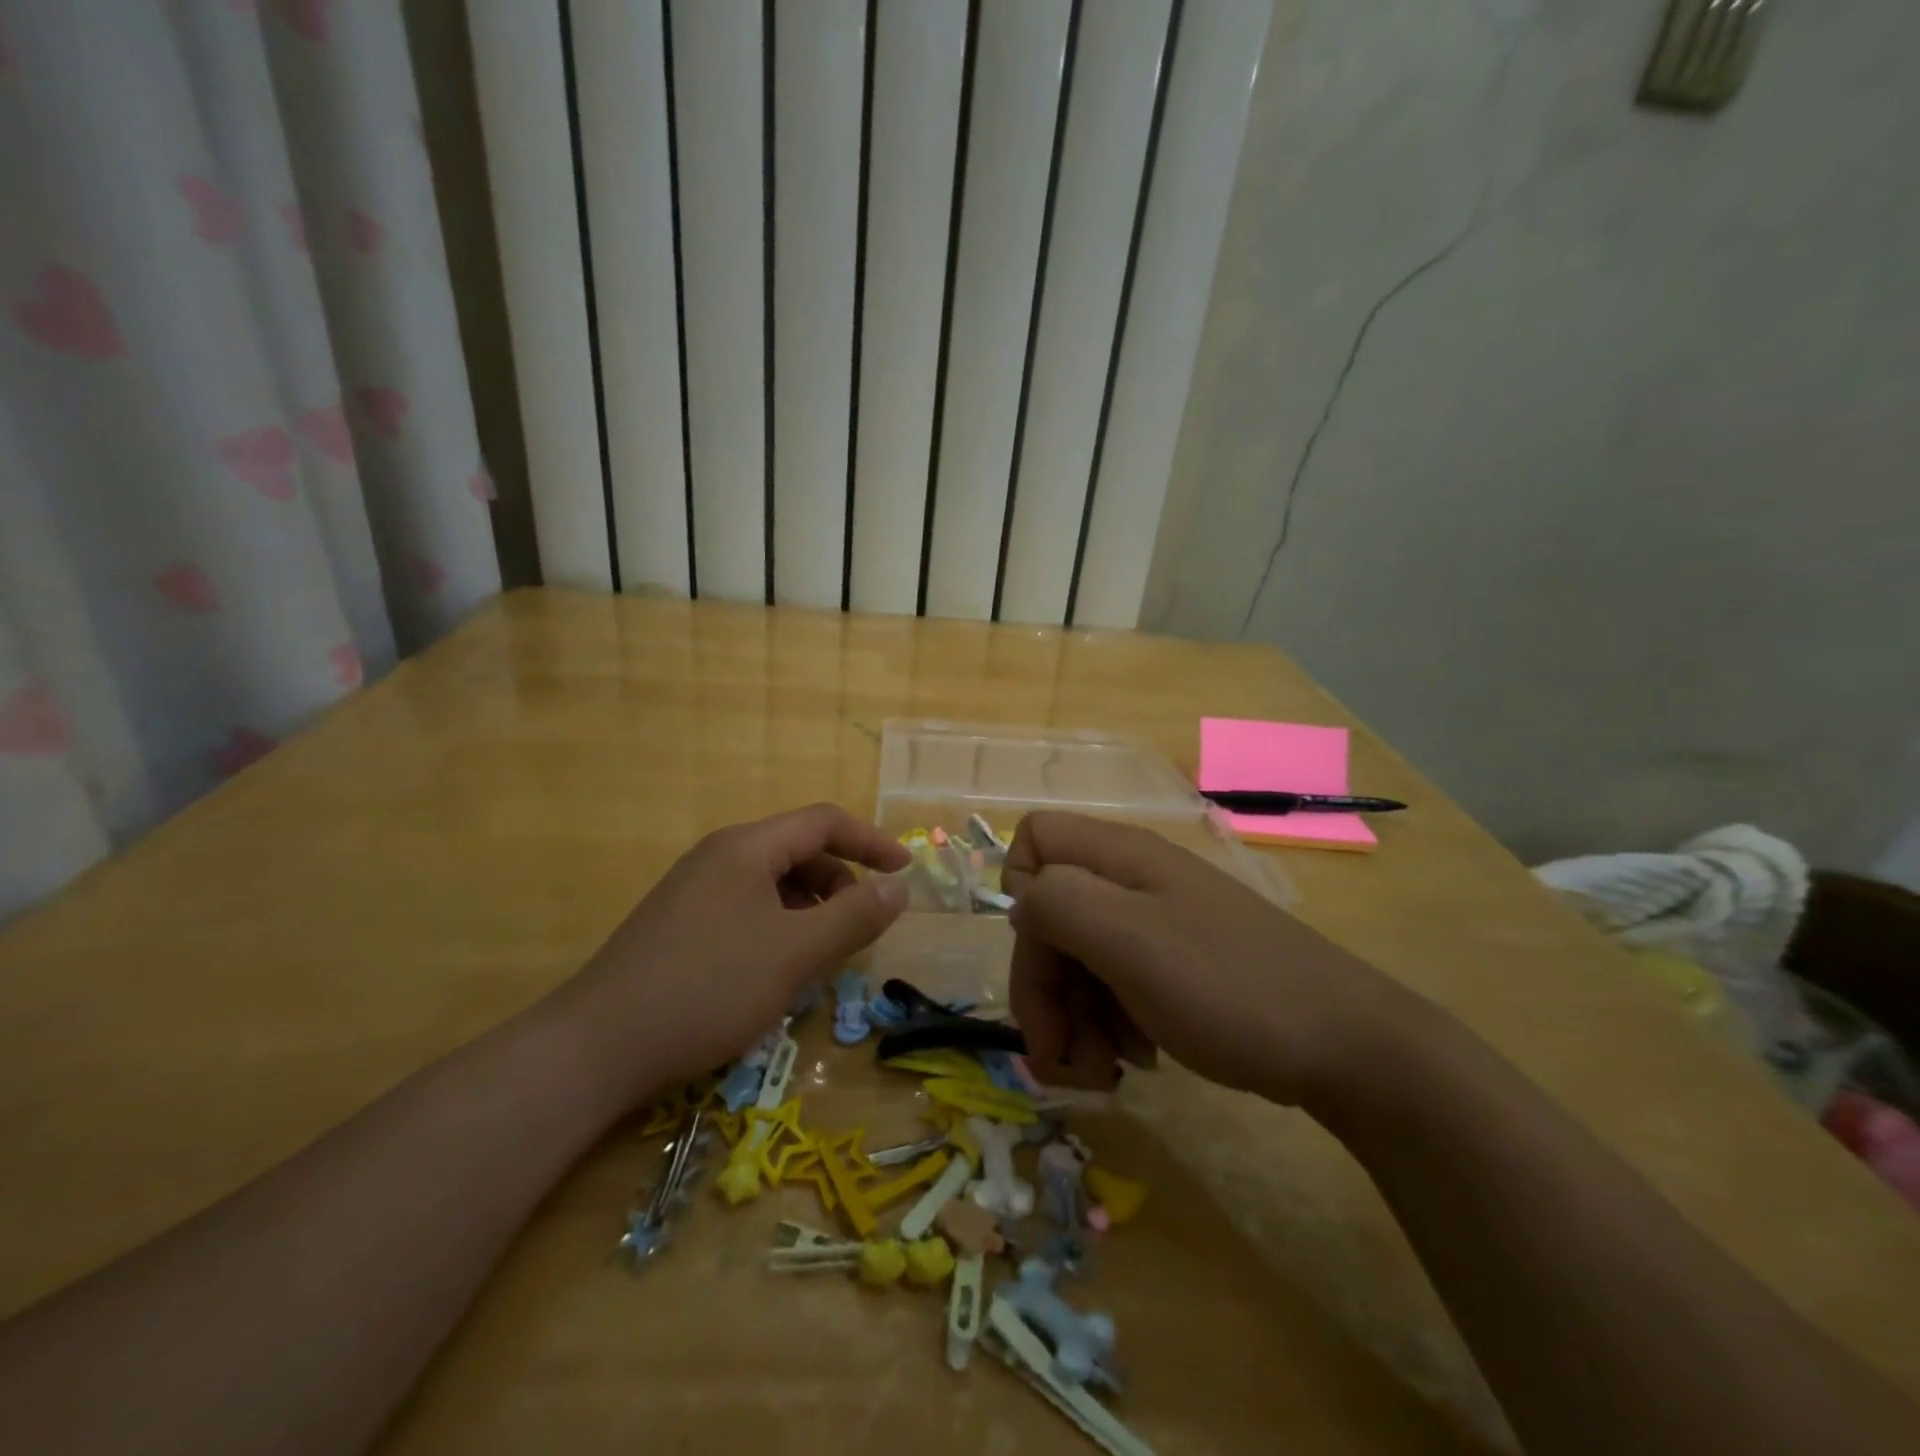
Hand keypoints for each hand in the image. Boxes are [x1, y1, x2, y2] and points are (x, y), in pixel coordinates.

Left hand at [550, 804, 910, 1106]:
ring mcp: (695, 889)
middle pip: (798, 850)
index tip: (905, 872)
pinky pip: (747, 908)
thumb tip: (899, 887)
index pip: (824, 822)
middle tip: (860, 928)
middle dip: (840, 882)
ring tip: (822, 955)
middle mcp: (720, 856)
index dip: (871, 841)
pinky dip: (779, 926)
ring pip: (772, 883)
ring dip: (810, 908)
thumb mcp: (795, 953)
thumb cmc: (708, 987)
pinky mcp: (680, 923)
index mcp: (747, 847)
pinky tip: (777, 969)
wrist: (598, 1046)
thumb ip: (854, 916)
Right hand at [1004, 811, 1414, 1106]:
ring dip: (1075, 1016)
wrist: (1345, 1046)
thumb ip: (1056, 904)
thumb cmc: (1227, 986)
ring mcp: (1159, 923)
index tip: (1043, 955)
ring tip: (1104, 1069)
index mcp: (1119, 856)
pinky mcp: (1178, 965)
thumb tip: (1020, 902)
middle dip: (1044, 985)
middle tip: (1059, 1054)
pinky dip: (1112, 1023)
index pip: (1034, 840)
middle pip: (1050, 912)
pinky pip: (1116, 983)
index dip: (1020, 894)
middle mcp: (1133, 880)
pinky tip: (1138, 1058)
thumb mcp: (1127, 939)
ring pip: (1079, 956)